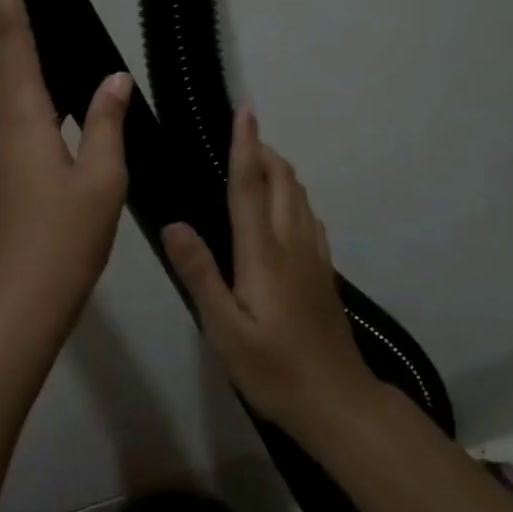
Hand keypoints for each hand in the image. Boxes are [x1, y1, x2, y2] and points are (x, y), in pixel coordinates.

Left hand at [0, 0, 130, 335]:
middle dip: (9, 17)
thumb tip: (113, 79)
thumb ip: (106, 123)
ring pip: (8, 88)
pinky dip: (36, 94)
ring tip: (58, 39)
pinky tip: (67, 106)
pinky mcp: (5, 173)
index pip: (9, 35)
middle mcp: (2, 124)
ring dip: (22, 57)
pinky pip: (18, 116)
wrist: (18, 304)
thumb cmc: (62, 241)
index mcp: (23, 116)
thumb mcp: (100, 180)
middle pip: (2, 56)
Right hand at [163, 108, 377, 434]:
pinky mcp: (323, 272)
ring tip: (256, 160)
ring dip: (279, 170)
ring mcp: (314, 257)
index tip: (245, 109)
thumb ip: (200, 274)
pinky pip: (308, 216)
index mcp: (264, 253)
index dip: (246, 145)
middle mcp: (292, 244)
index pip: (250, 186)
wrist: (337, 402)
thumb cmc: (273, 369)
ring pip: (299, 196)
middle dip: (264, 150)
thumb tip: (174, 224)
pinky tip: (283, 208)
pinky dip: (292, 196)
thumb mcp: (224, 329)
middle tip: (240, 133)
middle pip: (281, 181)